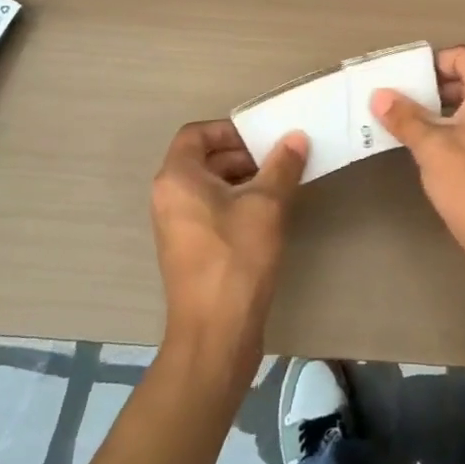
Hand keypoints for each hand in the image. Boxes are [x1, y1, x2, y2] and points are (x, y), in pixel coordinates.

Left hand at [150, 120, 309, 378]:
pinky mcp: (190, 249)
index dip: (230, 130)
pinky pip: (211, 210)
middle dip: (243, 155)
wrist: (216, 333)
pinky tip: (269, 215)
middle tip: (280, 160)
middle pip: (204, 159)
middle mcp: (169, 197)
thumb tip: (295, 137)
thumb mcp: (267, 204)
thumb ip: (282, 165)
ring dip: (244, 179)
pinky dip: (236, 203)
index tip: (263, 138)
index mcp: (177, 178)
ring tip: (281, 185)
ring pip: (210, 186)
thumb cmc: (237, 258)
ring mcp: (177, 226)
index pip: (196, 134)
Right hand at [370, 46, 464, 280]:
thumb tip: (380, 95)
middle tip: (402, 104)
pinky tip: (435, 151)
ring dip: (444, 111)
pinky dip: (459, 130)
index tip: (406, 83)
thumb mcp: (432, 148)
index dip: (433, 63)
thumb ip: (405, 117)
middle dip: (435, 88)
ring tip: (412, 127)